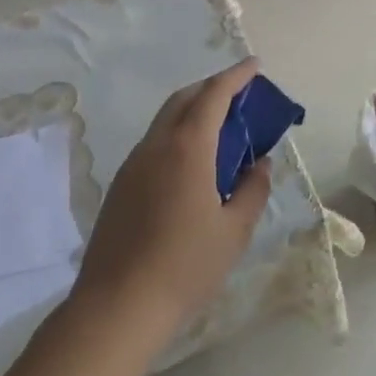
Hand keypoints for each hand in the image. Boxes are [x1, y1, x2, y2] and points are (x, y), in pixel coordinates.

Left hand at [71, 58, 272, 343]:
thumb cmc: (185, 267)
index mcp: (187, 148)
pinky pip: (154, 144)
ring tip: (220, 130)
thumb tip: (260, 164)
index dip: (236, 76)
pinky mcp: (120, 187)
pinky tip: (191, 165)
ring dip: (192, 112)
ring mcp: (133, 165)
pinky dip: (177, 136)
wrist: (115, 309)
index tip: (254, 65)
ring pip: (165, 120)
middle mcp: (156, 146)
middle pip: (184, 98)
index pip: (214, 95)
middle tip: (239, 95)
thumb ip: (253, 190)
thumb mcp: (234, 231)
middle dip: (212, 88)